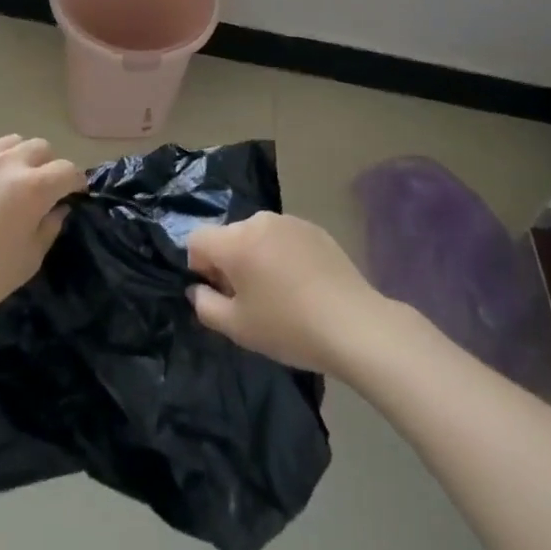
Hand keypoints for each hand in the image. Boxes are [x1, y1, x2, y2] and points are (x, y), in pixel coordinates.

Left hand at [0, 133, 85, 335]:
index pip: (67, 170)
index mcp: (35, 188)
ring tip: (9, 178)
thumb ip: (48, 229)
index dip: (75, 181)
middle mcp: (10, 163)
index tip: (74, 193)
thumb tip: (58, 208)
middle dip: (48, 165)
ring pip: (11, 140)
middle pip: (41, 147)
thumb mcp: (28, 262)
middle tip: (41, 189)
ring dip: (18, 156)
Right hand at [186, 212, 386, 373]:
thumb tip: (197, 288)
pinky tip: (303, 285)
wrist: (353, 324)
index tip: (221, 294)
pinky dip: (283, 255)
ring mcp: (289, 221)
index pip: (197, 239)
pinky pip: (284, 238)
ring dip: (257, 258)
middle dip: (230, 263)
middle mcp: (259, 221)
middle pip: (229, 237)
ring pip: (257, 236)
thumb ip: (205, 306)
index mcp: (235, 241)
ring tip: (280, 293)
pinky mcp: (313, 228)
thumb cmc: (288, 327)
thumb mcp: (238, 328)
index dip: (200, 267)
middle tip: (251, 300)